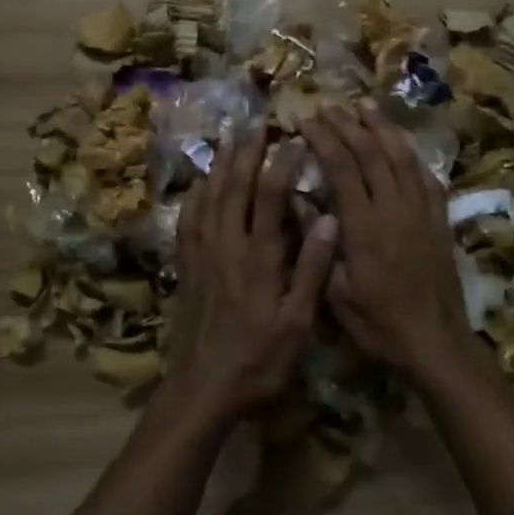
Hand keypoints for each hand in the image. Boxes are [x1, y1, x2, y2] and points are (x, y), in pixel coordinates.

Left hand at [164, 130, 339, 429]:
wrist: (202, 390)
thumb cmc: (258, 360)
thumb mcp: (297, 323)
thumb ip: (311, 270)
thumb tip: (327, 219)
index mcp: (259, 258)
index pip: (270, 197)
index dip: (282, 163)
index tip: (295, 139)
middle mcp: (227, 247)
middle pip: (234, 188)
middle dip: (246, 153)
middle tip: (256, 124)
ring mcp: (201, 256)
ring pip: (208, 198)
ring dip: (219, 166)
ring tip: (228, 140)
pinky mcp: (186, 268)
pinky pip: (187, 222)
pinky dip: (194, 197)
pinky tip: (198, 185)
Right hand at [300, 101, 483, 390]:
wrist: (435, 341)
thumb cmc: (378, 323)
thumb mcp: (335, 293)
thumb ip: (317, 244)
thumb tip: (297, 201)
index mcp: (364, 226)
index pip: (341, 167)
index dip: (323, 139)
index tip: (305, 120)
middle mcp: (395, 209)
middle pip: (371, 153)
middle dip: (348, 124)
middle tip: (328, 105)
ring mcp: (422, 211)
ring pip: (402, 157)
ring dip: (382, 128)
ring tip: (365, 106)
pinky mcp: (439, 220)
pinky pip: (426, 176)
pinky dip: (411, 154)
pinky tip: (401, 145)